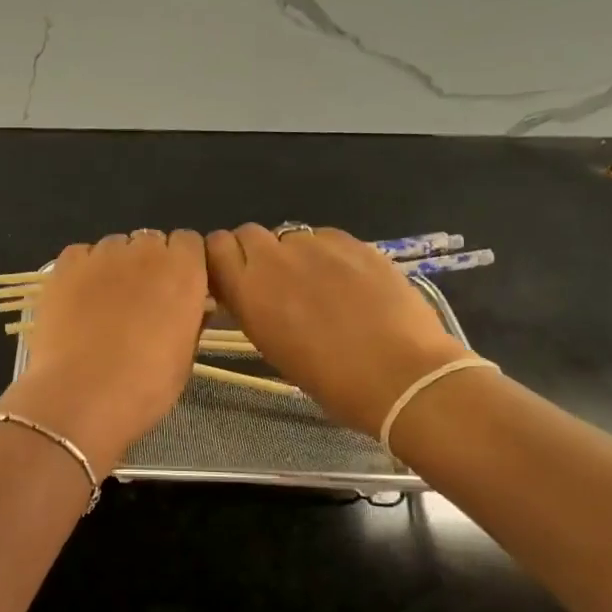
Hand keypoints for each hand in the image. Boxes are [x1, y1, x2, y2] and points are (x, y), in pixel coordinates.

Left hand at [0, 230, 207, 475]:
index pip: (188, 242)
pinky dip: (82, 271)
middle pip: (150, 241)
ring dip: (115, 267)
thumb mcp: (184, 357)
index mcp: (183, 271)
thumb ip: (190, 320)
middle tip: (139, 302)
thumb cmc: (144, 386)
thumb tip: (191, 307)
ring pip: (114, 247)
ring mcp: (101, 255)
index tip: (176, 289)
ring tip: (103, 305)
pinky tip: (77, 302)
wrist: (81, 395)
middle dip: (148, 264)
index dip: (182, 264)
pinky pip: (80, 255)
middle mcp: (144, 251)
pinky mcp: (65, 265)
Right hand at [205, 224, 463, 436]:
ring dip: (292, 254)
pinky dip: (326, 254)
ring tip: (316, 283)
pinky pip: (325, 238)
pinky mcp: (352, 241)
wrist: (396, 373)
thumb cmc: (327, 378)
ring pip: (289, 236)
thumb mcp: (270, 346)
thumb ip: (251, 308)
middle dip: (254, 251)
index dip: (223, 258)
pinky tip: (345, 280)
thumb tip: (249, 292)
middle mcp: (274, 258)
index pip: (215, 247)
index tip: (232, 276)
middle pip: (248, 233)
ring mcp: (315, 245)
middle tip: (273, 280)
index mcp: (247, 289)